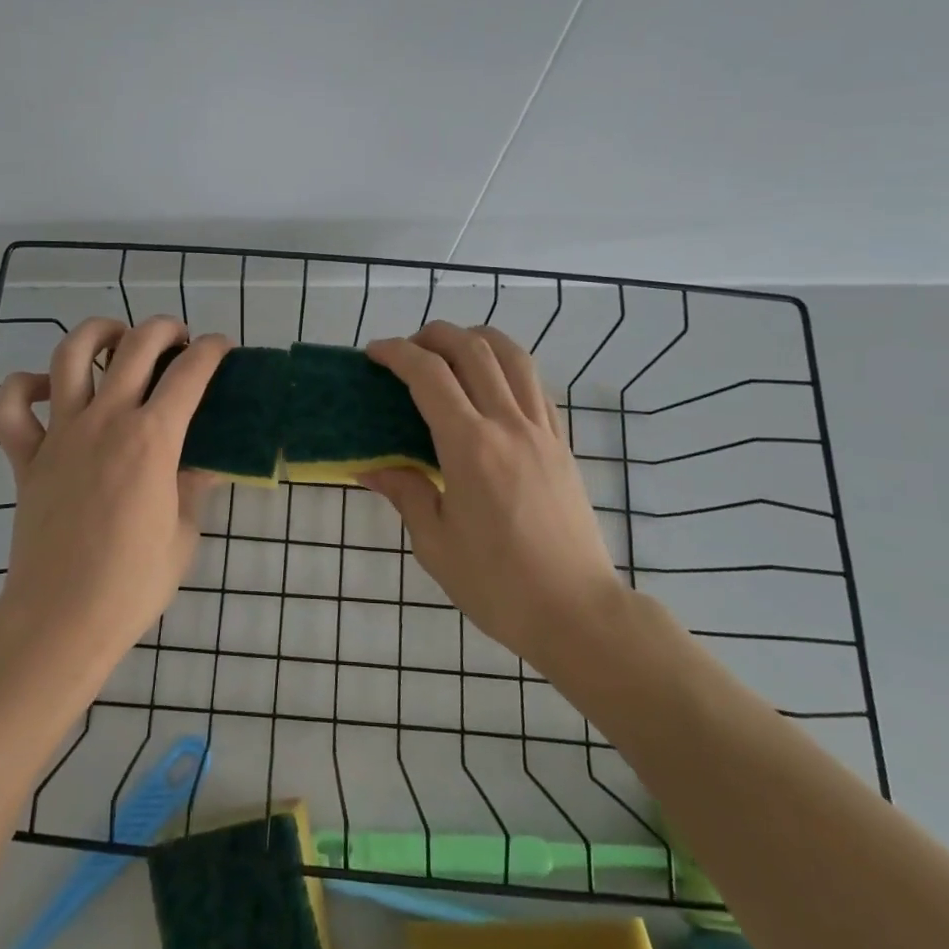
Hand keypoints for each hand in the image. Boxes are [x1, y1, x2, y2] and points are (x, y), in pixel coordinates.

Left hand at [0, 316, 229, 677]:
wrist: (62, 619)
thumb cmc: (133, 583)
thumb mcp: (183, 533)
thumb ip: (193, 485)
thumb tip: (206, 460)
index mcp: (152, 440)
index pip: (190, 374)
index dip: (212, 351)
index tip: (221, 348)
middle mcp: (106, 421)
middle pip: (136, 346)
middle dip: (164, 330)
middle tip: (178, 343)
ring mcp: (60, 434)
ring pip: (70, 355)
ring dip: (98, 334)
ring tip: (116, 341)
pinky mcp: (26, 456)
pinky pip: (11, 407)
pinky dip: (23, 387)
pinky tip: (47, 390)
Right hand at [360, 322, 624, 669]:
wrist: (577, 612)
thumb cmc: (498, 585)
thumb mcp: (435, 544)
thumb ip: (405, 493)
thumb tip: (371, 467)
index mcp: (470, 447)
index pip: (429, 376)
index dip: (397, 354)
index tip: (374, 353)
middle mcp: (508, 425)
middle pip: (473, 350)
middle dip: (434, 336)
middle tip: (408, 350)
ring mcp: (541, 431)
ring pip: (513, 357)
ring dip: (477, 339)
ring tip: (451, 351)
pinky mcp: (562, 445)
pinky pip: (535, 386)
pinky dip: (508, 367)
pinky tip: (491, 385)